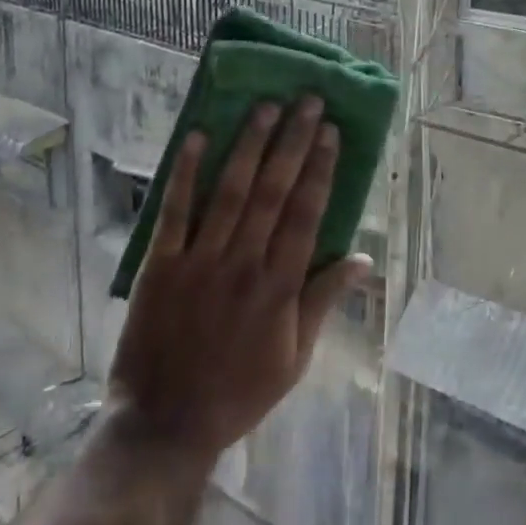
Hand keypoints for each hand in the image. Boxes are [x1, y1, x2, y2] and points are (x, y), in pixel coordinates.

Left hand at [108, 96, 370, 459]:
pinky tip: (197, 137)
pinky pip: (175, 212)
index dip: (320, 168)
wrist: (166, 423)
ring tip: (266, 106)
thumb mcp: (296, 358)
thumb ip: (325, 302)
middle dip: (292, 142)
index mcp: (280, 286)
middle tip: (306, 101)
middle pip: (274, 191)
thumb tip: (364, 259)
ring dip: (249, 145)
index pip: (307, 213)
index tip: (329, 131)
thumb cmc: (239, 391)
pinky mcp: (161, 265)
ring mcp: (201, 261)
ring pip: (231, 192)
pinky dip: (186, 174)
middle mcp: (245, 263)